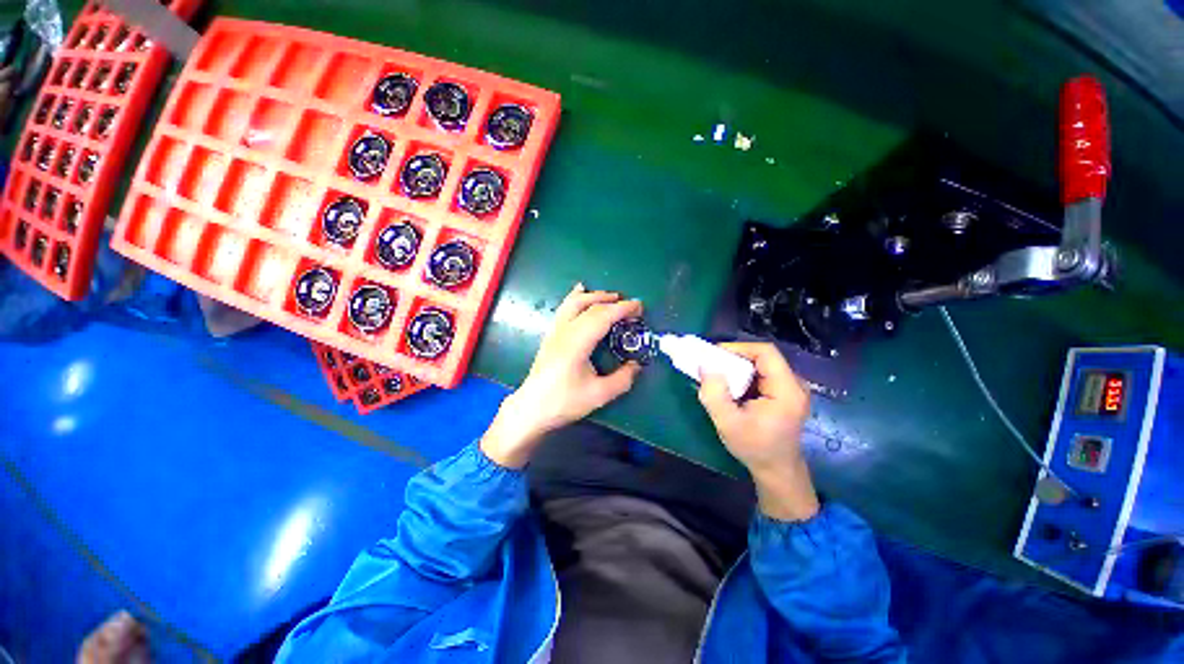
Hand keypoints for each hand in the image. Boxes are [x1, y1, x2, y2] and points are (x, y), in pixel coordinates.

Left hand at [481, 284, 642, 467]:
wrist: (531, 408)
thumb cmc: (564, 402)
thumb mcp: (598, 395)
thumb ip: (622, 379)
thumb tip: (636, 365)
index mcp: (576, 343)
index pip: (601, 316)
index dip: (622, 309)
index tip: (639, 308)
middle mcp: (564, 331)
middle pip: (588, 305)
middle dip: (611, 300)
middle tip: (629, 305)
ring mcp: (554, 331)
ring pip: (573, 302)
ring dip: (594, 296)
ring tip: (610, 296)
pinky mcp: (550, 335)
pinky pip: (563, 308)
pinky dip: (575, 297)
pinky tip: (580, 292)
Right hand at [698, 343, 819, 520]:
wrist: (777, 470)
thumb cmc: (754, 448)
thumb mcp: (728, 423)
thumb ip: (714, 394)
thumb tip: (705, 366)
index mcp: (786, 390)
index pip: (766, 352)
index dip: (739, 348)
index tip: (715, 355)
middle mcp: (794, 384)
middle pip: (763, 357)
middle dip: (735, 358)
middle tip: (712, 366)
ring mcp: (792, 388)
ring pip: (761, 364)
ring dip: (738, 367)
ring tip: (718, 376)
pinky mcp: (785, 393)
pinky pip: (763, 374)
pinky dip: (744, 376)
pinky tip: (731, 387)